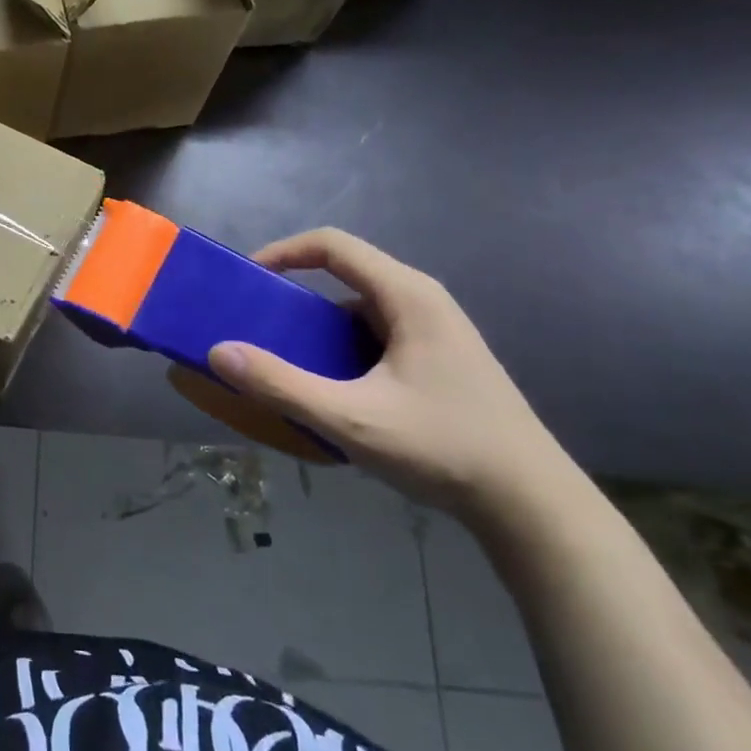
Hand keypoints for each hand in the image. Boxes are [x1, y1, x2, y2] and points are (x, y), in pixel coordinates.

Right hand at [207, 228, 582, 527]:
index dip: (282, 251)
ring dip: (317, 332)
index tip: (245, 279)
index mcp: (407, 296)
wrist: (532, 505)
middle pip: (343, 277)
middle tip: (256, 330)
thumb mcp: (352, 419)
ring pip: (358, 313)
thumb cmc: (444, 448)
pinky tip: (330, 393)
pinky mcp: (437, 361)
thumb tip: (219, 351)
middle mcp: (422, 302)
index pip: (332, 245)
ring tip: (284, 365)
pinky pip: (374, 339)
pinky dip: (340, 353)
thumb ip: (281, 385)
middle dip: (293, 299)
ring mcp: (434, 332)